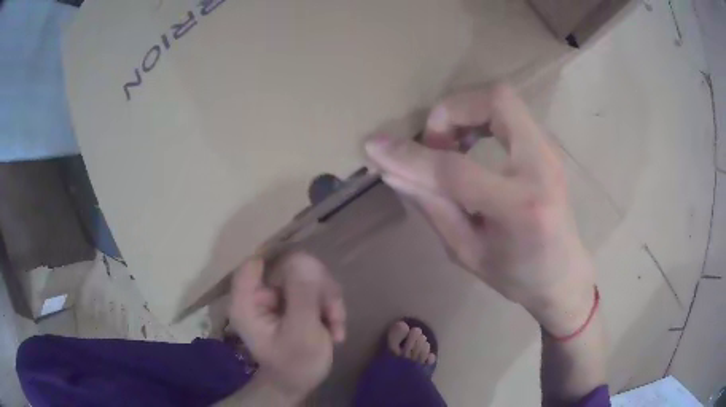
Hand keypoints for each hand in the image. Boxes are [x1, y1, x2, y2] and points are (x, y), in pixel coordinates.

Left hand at [228, 252, 345, 402]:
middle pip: (289, 267)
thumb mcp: (302, 333)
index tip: (312, 276)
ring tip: (336, 326)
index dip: (283, 261)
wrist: (300, 382)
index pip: (256, 263)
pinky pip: (316, 289)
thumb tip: (305, 259)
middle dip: (318, 289)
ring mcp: (277, 296)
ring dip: (328, 300)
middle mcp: (259, 293)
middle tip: (334, 313)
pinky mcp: (293, 300)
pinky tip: (335, 328)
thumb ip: (303, 297)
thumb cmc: (296, 365)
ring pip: (307, 276)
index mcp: (247, 302)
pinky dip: (329, 306)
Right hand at [365, 84, 595, 335]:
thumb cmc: (519, 276)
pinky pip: (510, 112)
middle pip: (496, 102)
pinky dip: (481, 118)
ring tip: (450, 146)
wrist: (564, 275)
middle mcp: (542, 167)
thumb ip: (433, 208)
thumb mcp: (468, 254)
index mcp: (521, 207)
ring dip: (466, 112)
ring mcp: (550, 152)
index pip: (456, 169)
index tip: (375, 146)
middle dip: (452, 111)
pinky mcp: (547, 147)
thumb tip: (393, 171)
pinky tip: (471, 146)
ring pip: (503, 99)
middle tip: (435, 145)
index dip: (411, 156)